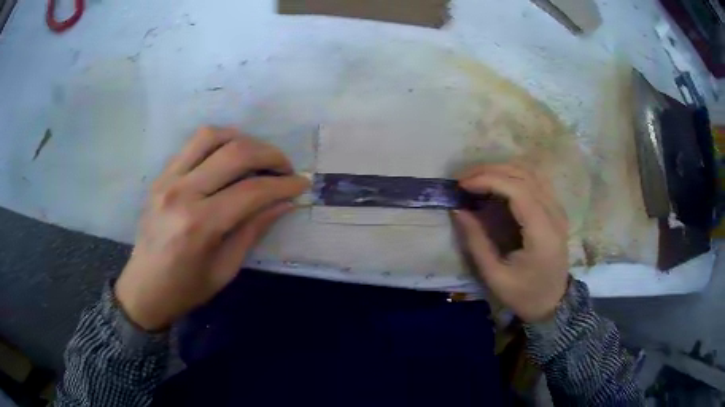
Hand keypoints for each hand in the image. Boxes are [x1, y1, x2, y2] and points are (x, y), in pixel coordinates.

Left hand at [115, 127, 309, 330]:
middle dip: (270, 155)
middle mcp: (182, 193)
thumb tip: (285, 202)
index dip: (283, 185)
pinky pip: (193, 144)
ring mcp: (167, 179)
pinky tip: (230, 155)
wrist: (144, 288)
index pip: (252, 191)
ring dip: (243, 139)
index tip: (301, 184)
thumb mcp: (226, 269)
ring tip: (258, 156)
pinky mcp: (161, 175)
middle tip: (286, 168)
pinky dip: (219, 142)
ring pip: (212, 136)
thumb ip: (254, 230)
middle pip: (235, 153)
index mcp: (199, 225)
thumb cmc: (186, 289)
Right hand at [454, 164, 568, 322]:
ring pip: (532, 173)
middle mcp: (555, 215)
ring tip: (478, 177)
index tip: (462, 185)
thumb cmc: (524, 295)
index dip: (488, 180)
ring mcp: (558, 210)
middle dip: (491, 171)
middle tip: (464, 178)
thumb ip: (476, 242)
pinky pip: (537, 180)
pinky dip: (515, 175)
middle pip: (524, 176)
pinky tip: (499, 182)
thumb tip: (458, 210)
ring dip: (503, 169)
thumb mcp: (495, 276)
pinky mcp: (557, 209)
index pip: (518, 190)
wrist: (553, 303)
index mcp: (542, 234)